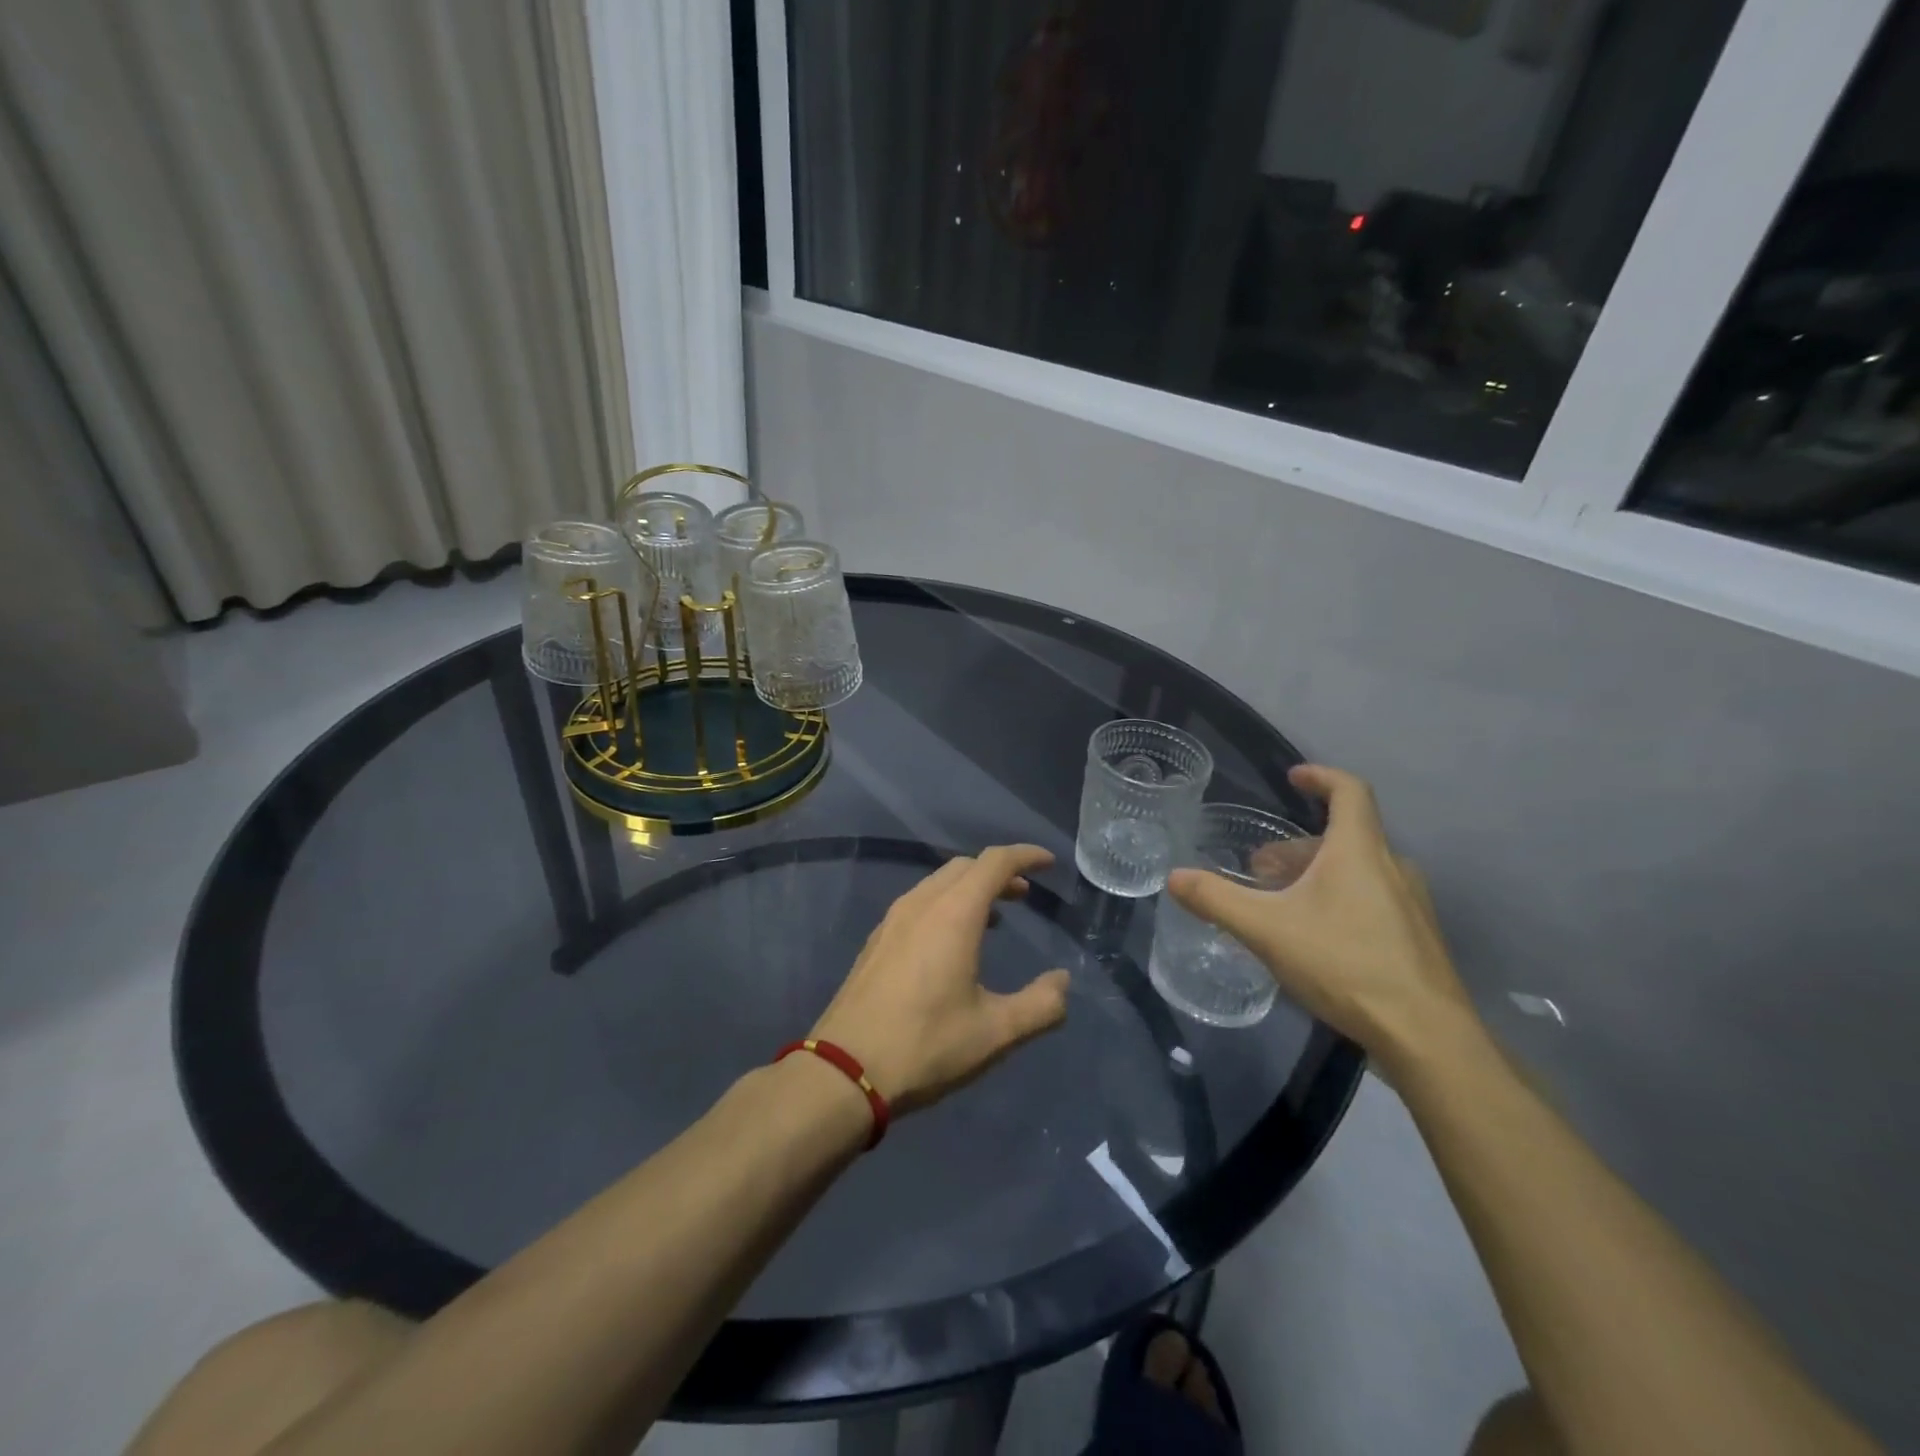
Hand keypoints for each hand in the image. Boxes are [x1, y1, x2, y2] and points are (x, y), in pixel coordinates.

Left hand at [811, 845, 1071, 1113]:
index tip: (1048, 863)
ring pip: (937, 883)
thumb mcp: (995, 1033)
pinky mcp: (876, 941)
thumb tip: (1062, 983)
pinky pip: (918, 903)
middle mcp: (921, 904)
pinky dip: (945, 904)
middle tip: (1024, 894)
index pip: (994, 862)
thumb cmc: (926, 1045)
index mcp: (953, 914)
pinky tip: (950, 942)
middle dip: (998, 872)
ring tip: (993, 917)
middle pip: (965, 867)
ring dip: (970, 888)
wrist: (844, 1070)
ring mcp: (893, 920)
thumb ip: (1040, 1005)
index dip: (1025, 856)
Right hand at [1168, 765, 1476, 1069]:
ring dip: (1317, 875)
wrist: (1425, 1035)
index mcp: (1359, 851)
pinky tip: (1315, 938)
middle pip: (1345, 837)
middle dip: (1298, 846)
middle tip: (1261, 869)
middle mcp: (1392, 867)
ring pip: (1358, 870)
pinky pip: (1372, 899)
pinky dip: (1339, 900)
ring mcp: (1411, 904)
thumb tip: (1174, 877)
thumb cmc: (1344, 964)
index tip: (1293, 777)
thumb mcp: (1266, 930)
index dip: (1320, 776)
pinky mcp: (1417, 937)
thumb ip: (1216, 900)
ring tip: (1281, 904)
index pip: (1349, 791)